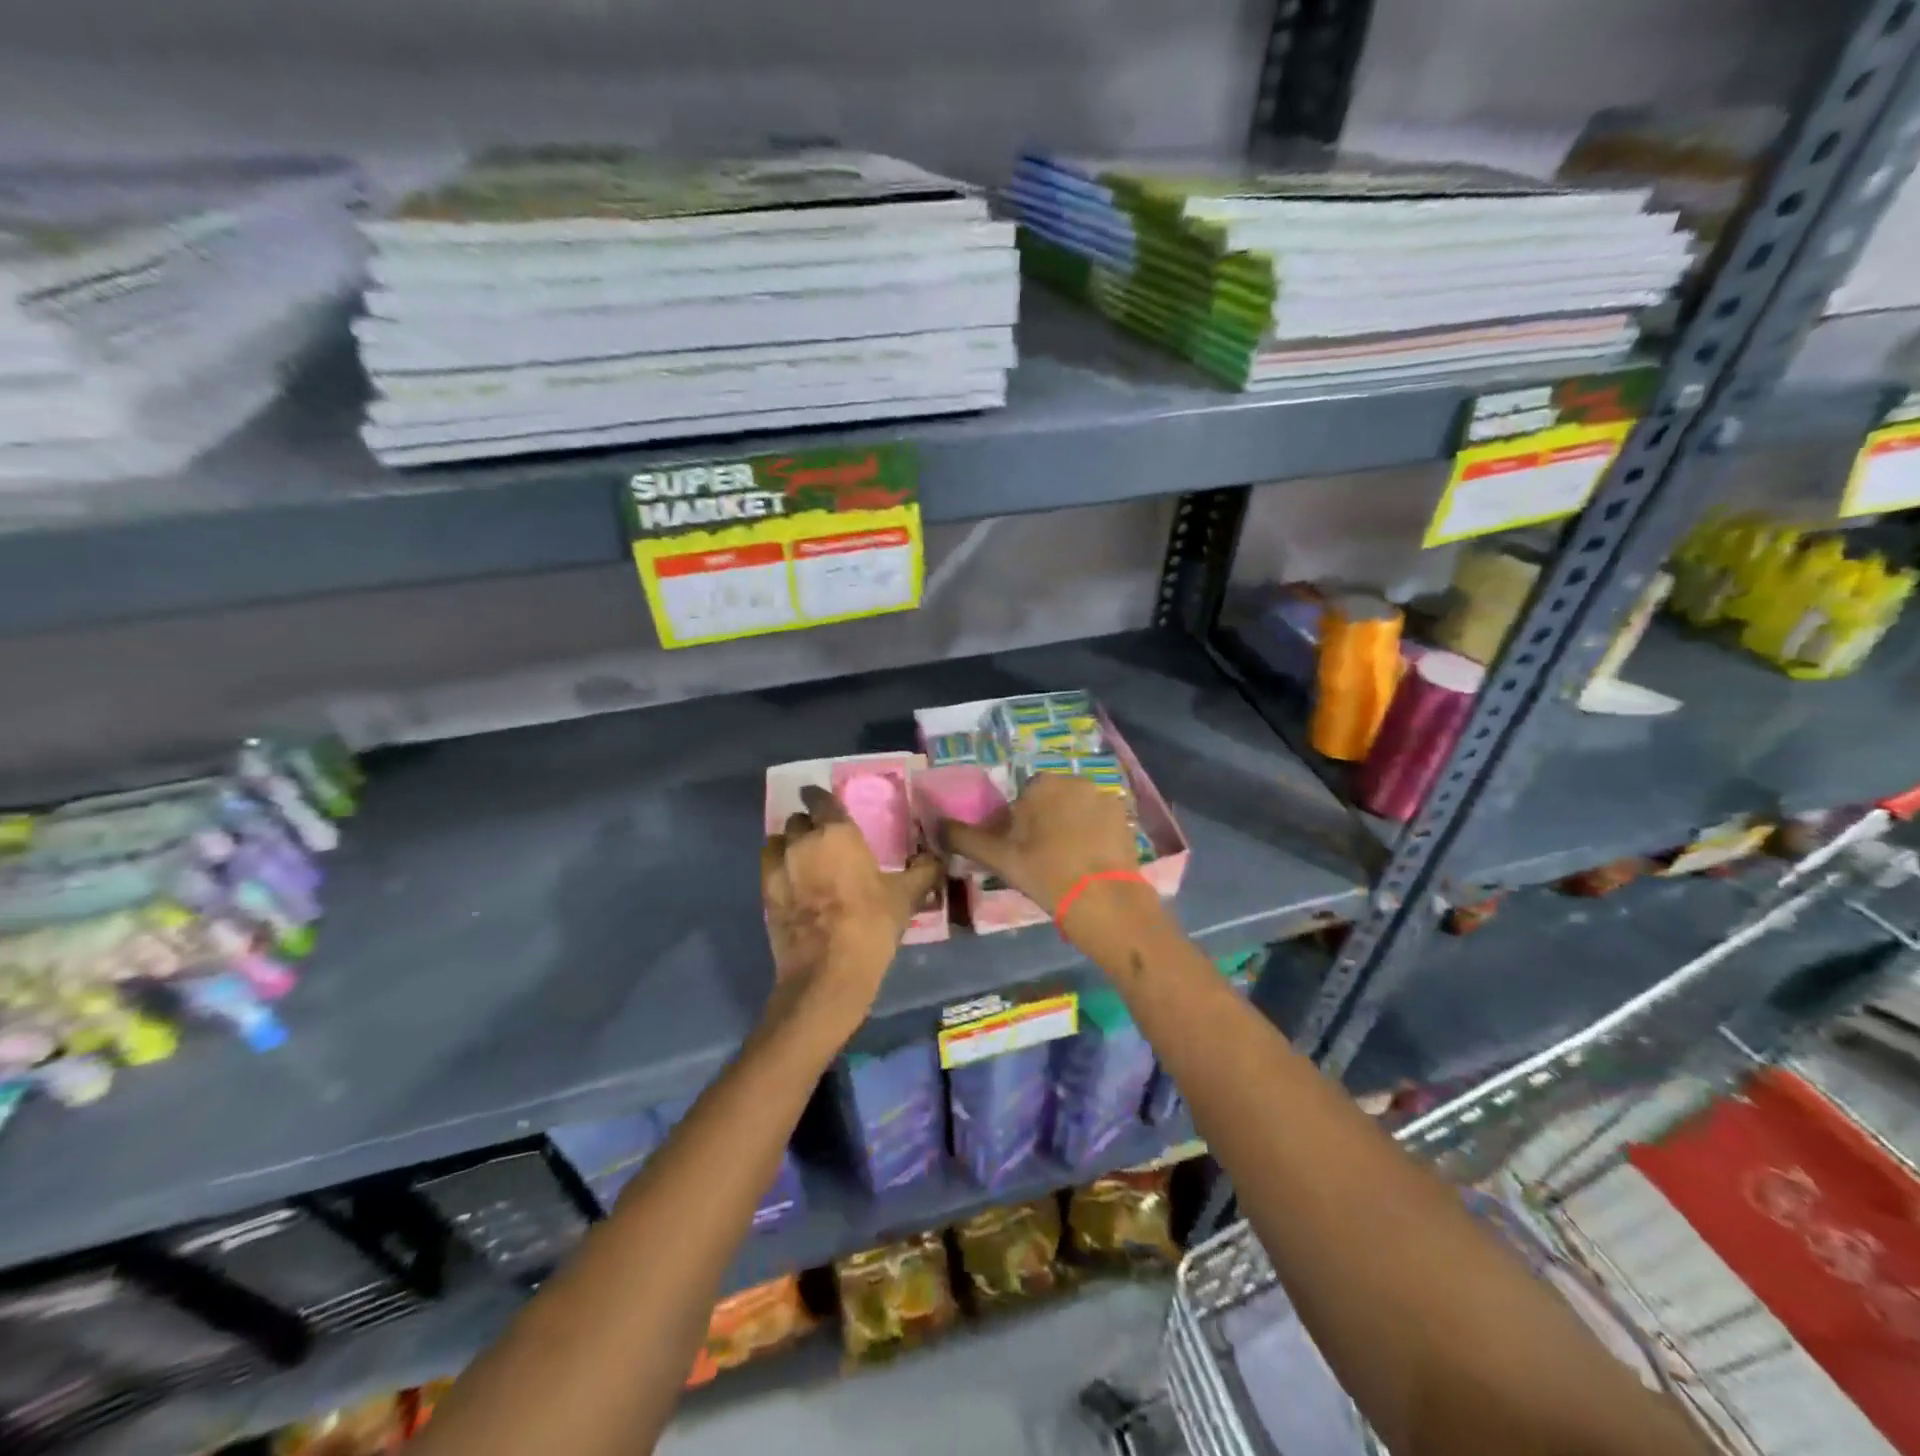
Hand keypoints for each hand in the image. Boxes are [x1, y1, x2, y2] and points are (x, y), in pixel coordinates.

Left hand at [760, 786, 941, 1037]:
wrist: (828, 971)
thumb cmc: (871, 924)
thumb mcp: (906, 896)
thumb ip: (923, 871)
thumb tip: (937, 858)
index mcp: (837, 832)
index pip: (821, 799)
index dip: (821, 798)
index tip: (825, 803)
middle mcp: (802, 841)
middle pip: (797, 820)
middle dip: (808, 825)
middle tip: (823, 839)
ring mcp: (778, 867)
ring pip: (777, 841)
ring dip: (788, 845)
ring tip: (802, 860)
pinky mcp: (764, 894)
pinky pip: (768, 868)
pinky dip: (778, 869)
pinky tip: (791, 884)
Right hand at [937, 774, 1148, 923]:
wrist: (1107, 902)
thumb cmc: (1047, 875)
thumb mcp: (1000, 859)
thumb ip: (965, 838)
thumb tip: (936, 825)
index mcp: (1043, 784)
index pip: (1020, 800)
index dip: (1015, 827)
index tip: (1017, 853)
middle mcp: (1076, 781)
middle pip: (1049, 802)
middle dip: (1042, 825)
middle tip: (1039, 861)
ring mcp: (1105, 798)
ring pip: (1074, 812)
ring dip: (1067, 830)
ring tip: (1065, 866)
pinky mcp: (1125, 819)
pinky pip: (1098, 823)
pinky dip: (1091, 837)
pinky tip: (1088, 865)